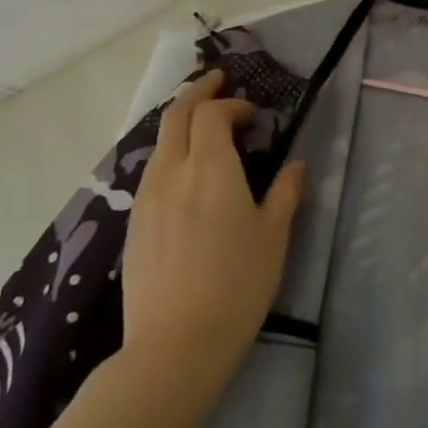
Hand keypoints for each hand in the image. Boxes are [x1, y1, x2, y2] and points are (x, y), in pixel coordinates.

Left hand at [117, 70, 303, 402]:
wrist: (175, 344)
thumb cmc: (237, 284)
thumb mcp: (274, 236)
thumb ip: (285, 192)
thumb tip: (293, 165)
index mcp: (210, 169)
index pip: (212, 114)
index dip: (232, 104)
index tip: (253, 115)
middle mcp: (172, 173)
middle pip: (176, 116)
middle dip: (197, 93)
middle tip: (218, 83)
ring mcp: (146, 198)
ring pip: (160, 143)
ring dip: (181, 123)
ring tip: (203, 125)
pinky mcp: (134, 223)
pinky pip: (152, 170)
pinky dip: (170, 153)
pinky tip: (186, 173)